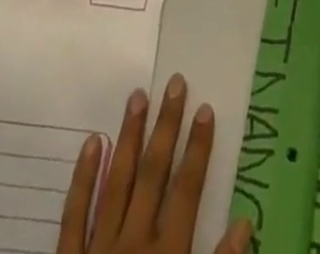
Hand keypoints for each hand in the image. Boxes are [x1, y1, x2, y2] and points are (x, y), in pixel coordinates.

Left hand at [58, 75, 250, 253]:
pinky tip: (92, 142)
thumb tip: (246, 224)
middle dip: (166, 127)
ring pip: (116, 182)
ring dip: (129, 138)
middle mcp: (133, 246)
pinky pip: (73, 216)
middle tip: (175, 83)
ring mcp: (98, 253)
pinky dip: (83, 178)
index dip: (198, 149)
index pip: (187, 191)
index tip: (206, 109)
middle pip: (153, 174)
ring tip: (138, 96)